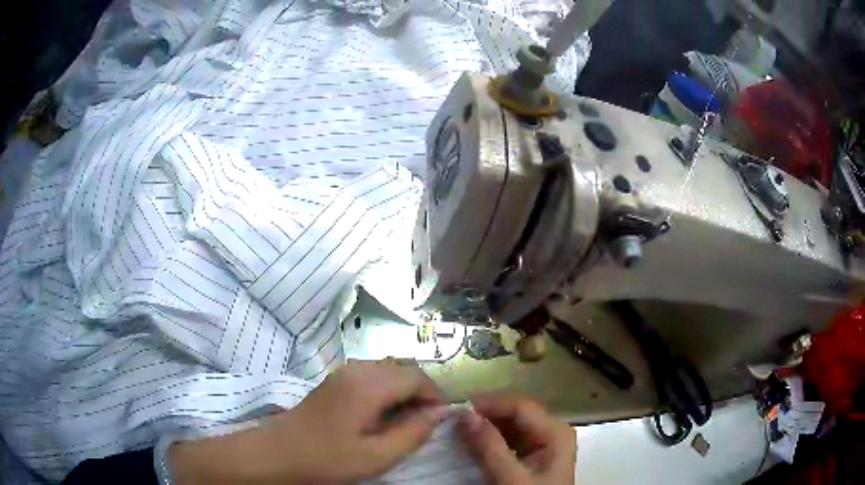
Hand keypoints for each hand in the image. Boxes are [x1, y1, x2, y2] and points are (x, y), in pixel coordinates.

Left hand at [169, 360, 444, 483]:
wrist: (278, 453)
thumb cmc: (327, 459)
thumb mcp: (376, 456)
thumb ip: (412, 432)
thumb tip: (439, 413)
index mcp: (368, 385)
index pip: (417, 376)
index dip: (434, 395)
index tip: (437, 420)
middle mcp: (357, 369)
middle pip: (404, 368)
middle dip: (421, 392)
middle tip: (421, 423)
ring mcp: (343, 372)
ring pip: (389, 370)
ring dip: (404, 390)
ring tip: (403, 421)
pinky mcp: (335, 380)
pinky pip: (372, 375)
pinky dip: (387, 390)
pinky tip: (380, 415)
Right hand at [457, 392, 575, 484]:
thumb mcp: (509, 478)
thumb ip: (489, 446)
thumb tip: (465, 414)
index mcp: (555, 432)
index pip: (520, 406)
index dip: (489, 403)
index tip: (457, 407)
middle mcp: (552, 430)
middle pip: (516, 412)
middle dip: (486, 412)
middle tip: (454, 417)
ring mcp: (543, 442)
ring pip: (511, 424)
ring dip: (486, 424)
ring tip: (459, 426)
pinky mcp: (532, 454)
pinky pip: (510, 438)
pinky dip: (490, 437)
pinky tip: (473, 440)